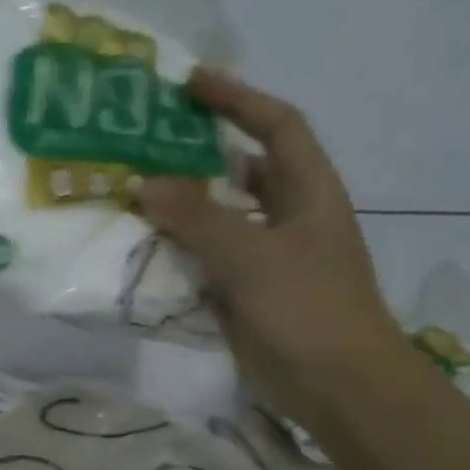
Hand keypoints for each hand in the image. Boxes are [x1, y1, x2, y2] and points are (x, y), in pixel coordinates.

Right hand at [138, 68, 410, 428]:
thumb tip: (143, 183)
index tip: (190, 84)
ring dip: (181, 207)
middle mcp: (289, 216)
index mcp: (308, 191)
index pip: (275, 127)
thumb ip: (197, 218)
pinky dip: (178, 251)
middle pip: (242, 170)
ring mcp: (267, 256)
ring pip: (219, 218)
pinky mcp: (246, 292)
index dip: (237, 100)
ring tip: (133, 194)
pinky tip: (144, 249)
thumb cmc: (308, 307)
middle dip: (198, 155)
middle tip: (146, 145)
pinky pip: (206, 260)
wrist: (336, 385)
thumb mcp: (252, 255)